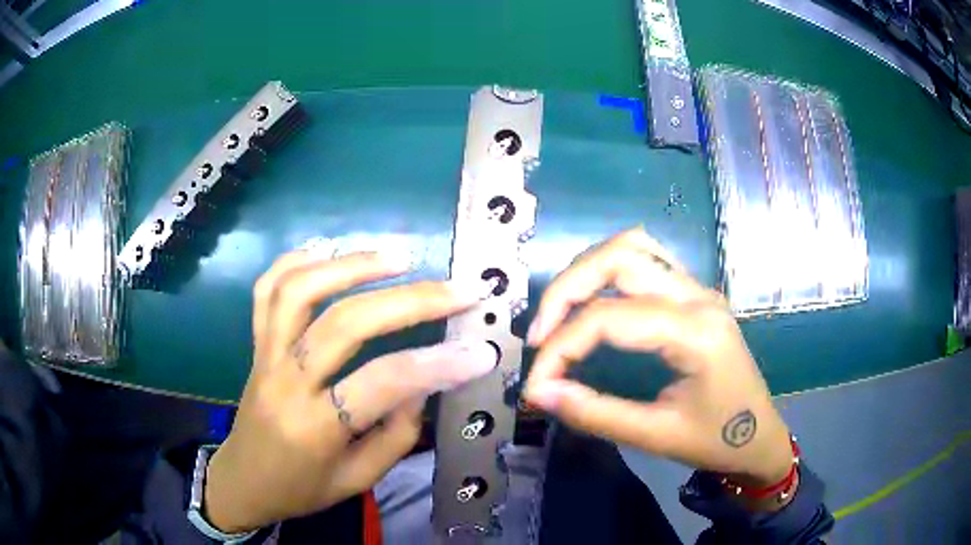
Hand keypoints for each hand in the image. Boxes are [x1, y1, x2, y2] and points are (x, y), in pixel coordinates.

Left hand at [205, 251, 496, 532]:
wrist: (244, 481)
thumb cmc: (302, 488)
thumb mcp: (358, 479)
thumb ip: (396, 434)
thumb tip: (423, 381)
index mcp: (315, 428)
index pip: (382, 384)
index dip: (437, 364)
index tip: (481, 351)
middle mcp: (286, 382)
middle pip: (344, 324)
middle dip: (410, 301)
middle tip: (457, 289)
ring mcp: (265, 355)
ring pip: (300, 291)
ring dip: (351, 265)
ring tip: (398, 257)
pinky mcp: (255, 343)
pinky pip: (266, 289)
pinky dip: (296, 261)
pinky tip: (328, 249)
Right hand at [523, 228, 793, 490]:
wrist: (759, 436)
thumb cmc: (716, 440)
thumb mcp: (655, 436)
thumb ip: (594, 413)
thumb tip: (538, 392)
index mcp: (696, 332)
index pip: (609, 318)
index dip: (560, 346)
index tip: (536, 383)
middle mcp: (698, 296)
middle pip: (619, 256)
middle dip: (566, 290)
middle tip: (540, 335)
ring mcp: (699, 289)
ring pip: (633, 246)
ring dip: (587, 270)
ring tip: (561, 313)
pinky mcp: (696, 293)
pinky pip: (647, 259)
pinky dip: (609, 270)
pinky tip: (595, 301)